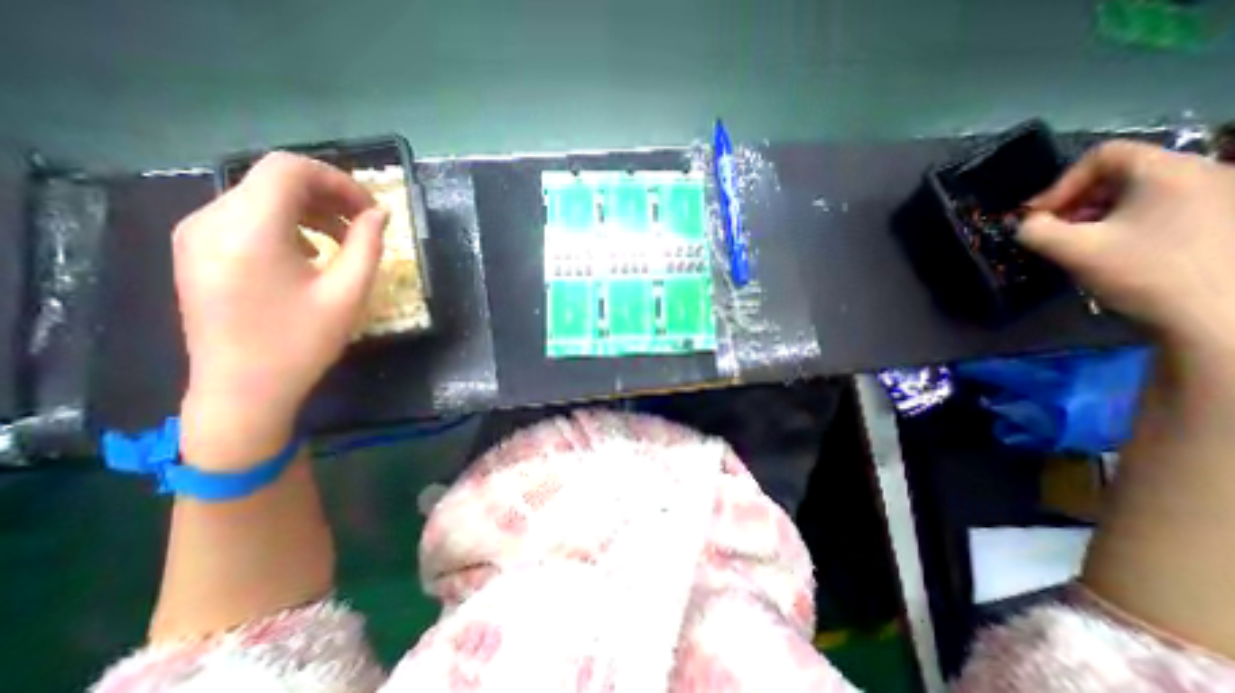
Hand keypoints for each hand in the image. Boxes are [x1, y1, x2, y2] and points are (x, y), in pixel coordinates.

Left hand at [174, 153, 384, 466]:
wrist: (243, 388)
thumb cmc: (302, 342)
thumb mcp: (348, 293)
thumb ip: (367, 246)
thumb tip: (379, 214)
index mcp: (249, 229)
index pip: (289, 170)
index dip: (338, 180)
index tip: (371, 209)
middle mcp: (211, 220)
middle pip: (273, 180)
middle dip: (328, 195)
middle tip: (365, 224)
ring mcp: (196, 235)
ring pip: (260, 197)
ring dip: (310, 210)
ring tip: (344, 240)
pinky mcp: (197, 251)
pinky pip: (246, 218)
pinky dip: (287, 224)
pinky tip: (310, 253)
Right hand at [1030, 141, 1233, 358]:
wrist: (1221, 315)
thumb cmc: (1144, 272)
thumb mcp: (1072, 250)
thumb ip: (1035, 231)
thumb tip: (1027, 224)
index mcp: (1169, 171)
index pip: (1102, 156)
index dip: (1060, 185)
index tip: (1041, 217)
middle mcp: (1205, 172)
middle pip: (1122, 173)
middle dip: (1078, 202)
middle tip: (1057, 232)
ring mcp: (1224, 196)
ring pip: (1142, 192)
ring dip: (1100, 214)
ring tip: (1084, 244)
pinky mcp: (1227, 220)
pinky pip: (1165, 207)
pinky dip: (1130, 223)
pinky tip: (1119, 251)